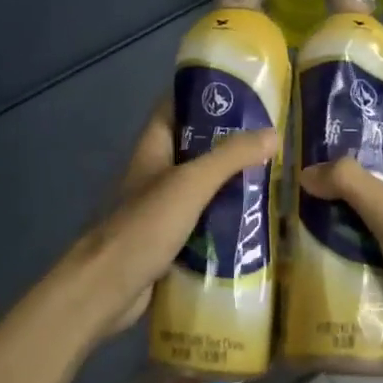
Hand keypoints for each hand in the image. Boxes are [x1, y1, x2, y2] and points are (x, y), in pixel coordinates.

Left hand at [58, 100, 279, 340]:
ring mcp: (162, 207)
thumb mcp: (191, 183)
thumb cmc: (144, 225)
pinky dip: (226, 220)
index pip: (176, 106)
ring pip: (203, 186)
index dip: (204, 94)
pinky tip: (257, 221)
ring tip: (275, 177)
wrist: (106, 290)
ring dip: (232, 184)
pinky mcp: (170, 240)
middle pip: (196, 147)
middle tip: (273, 139)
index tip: (244, 92)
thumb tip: (274, 133)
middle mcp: (157, 172)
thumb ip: (230, 157)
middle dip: (231, 143)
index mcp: (154, 148)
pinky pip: (204, 221)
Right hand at [298, 127, 382, 368]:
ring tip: (287, 206)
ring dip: (331, 212)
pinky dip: (339, 244)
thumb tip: (306, 171)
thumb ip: (350, 184)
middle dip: (333, 174)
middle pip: (368, 175)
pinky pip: (362, 245)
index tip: (316, 126)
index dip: (357, 126)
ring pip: (361, 213)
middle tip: (289, 170)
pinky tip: (304, 244)